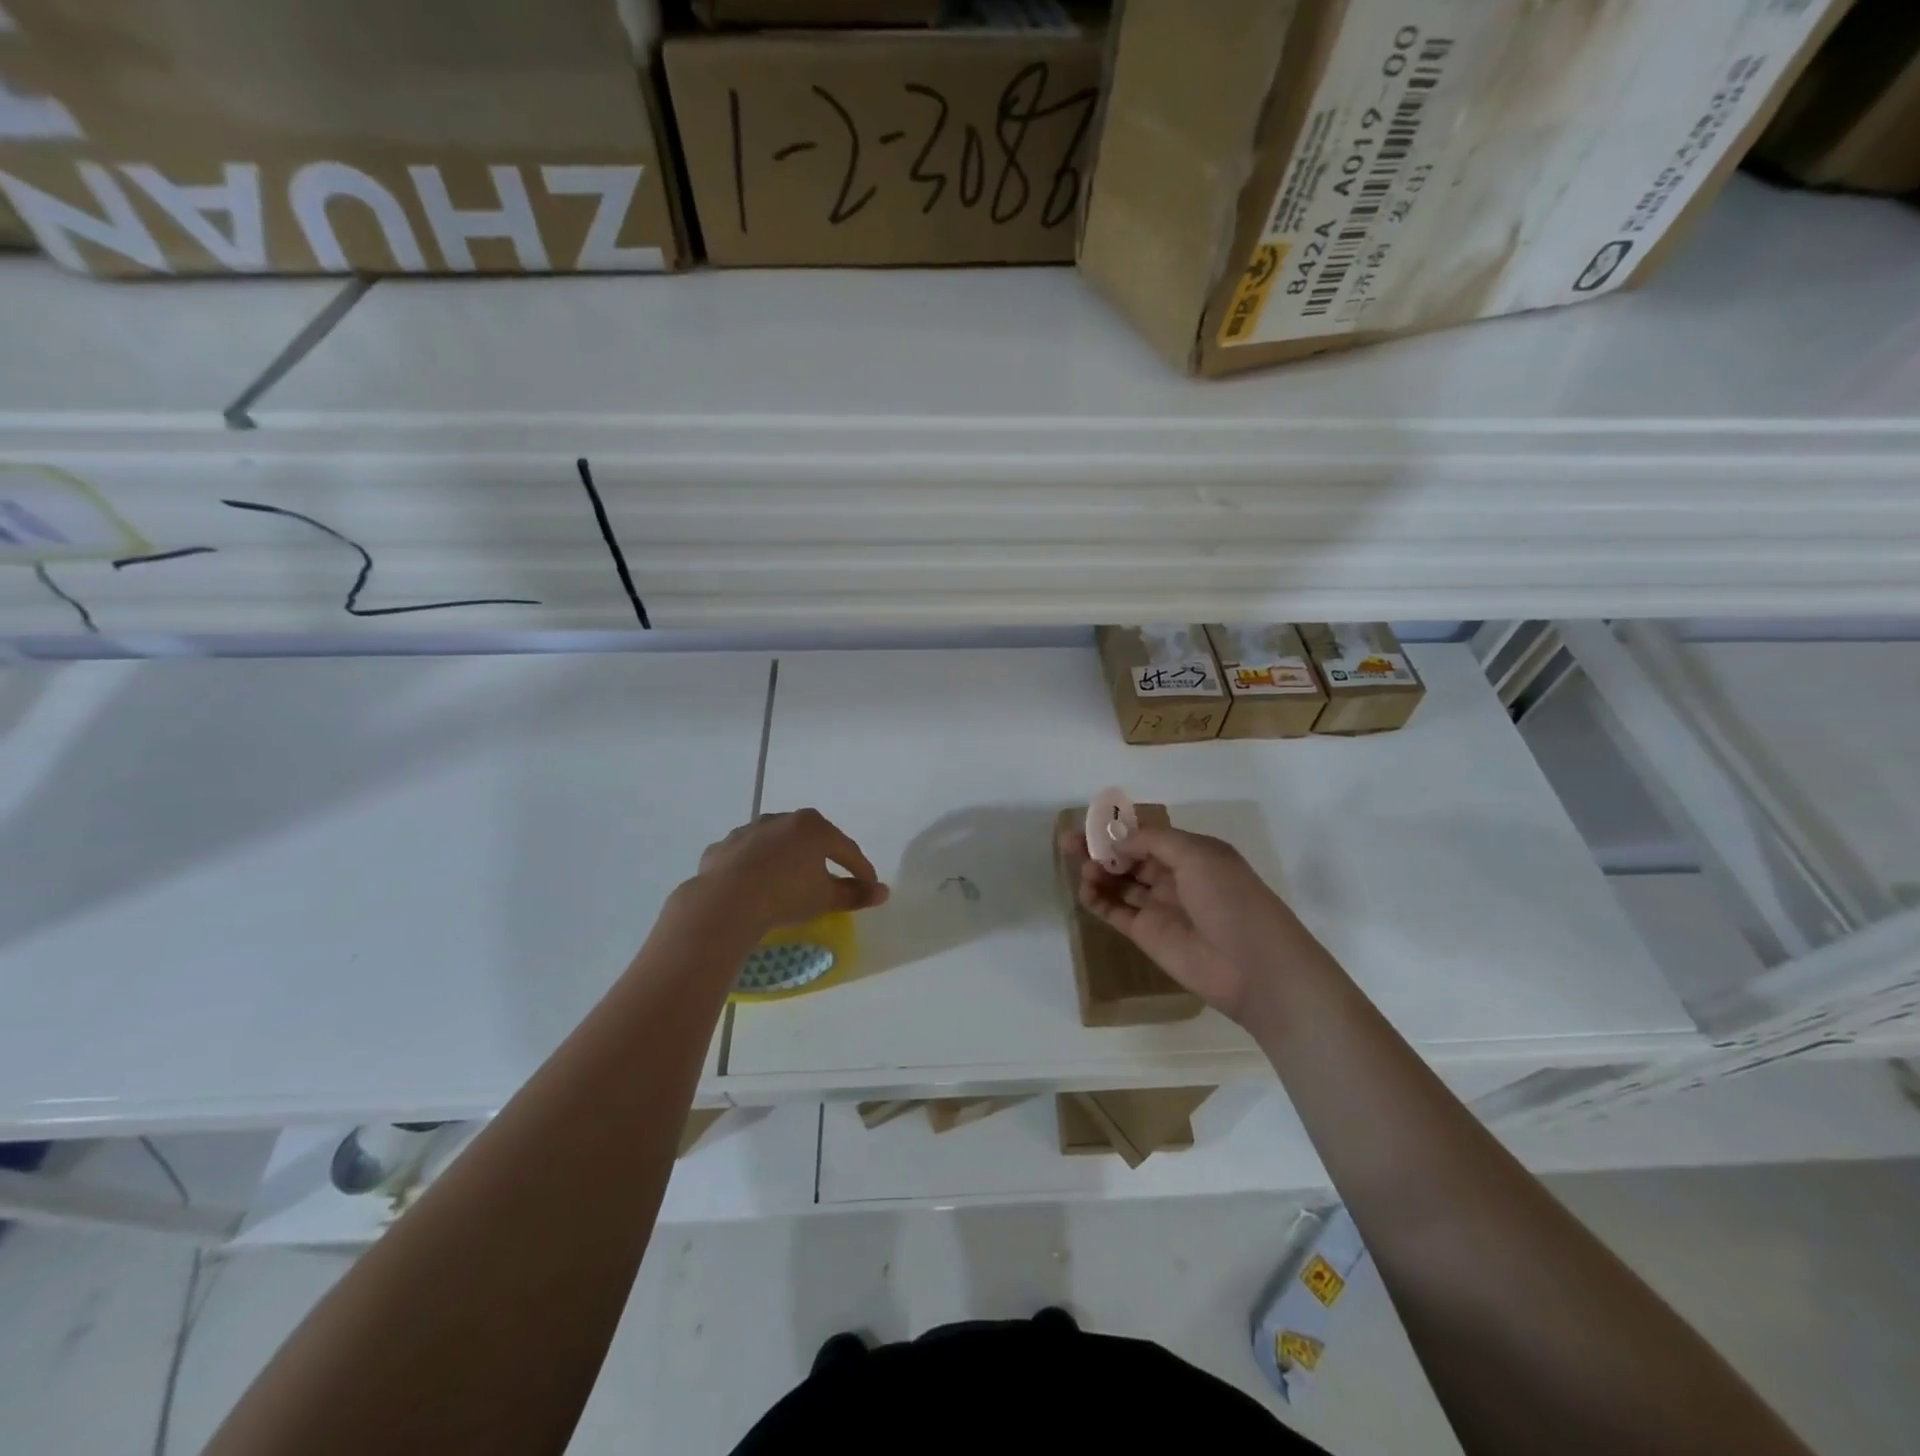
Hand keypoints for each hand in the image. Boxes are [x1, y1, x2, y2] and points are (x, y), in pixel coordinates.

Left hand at [693, 809, 888, 934]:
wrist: (726, 902)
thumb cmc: (786, 895)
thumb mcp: (826, 898)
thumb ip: (855, 894)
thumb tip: (883, 893)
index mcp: (813, 827)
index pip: (846, 848)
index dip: (860, 869)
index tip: (868, 886)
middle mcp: (781, 819)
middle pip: (810, 839)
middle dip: (822, 856)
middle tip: (829, 878)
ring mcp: (749, 830)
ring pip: (775, 843)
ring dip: (785, 859)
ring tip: (788, 881)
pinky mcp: (723, 846)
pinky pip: (746, 856)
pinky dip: (753, 867)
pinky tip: (754, 885)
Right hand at [1060, 823, 1322, 1025]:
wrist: (1253, 966)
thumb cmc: (1230, 899)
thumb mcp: (1197, 855)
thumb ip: (1153, 842)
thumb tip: (1118, 842)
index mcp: (1193, 854)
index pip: (1149, 836)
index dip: (1120, 830)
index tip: (1092, 824)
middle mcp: (1175, 877)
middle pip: (1130, 858)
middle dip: (1101, 848)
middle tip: (1069, 842)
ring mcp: (1160, 907)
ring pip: (1120, 883)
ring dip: (1098, 872)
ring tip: (1082, 869)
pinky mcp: (1147, 935)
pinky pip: (1116, 912)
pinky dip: (1098, 900)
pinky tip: (1084, 890)